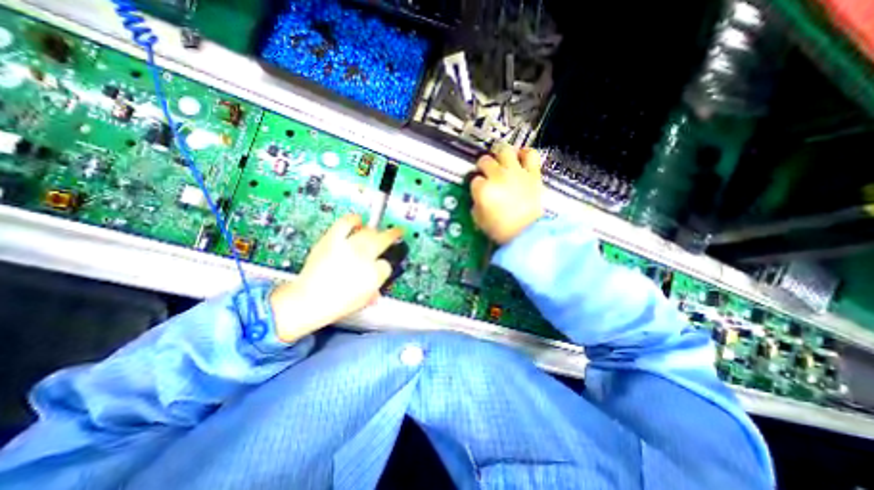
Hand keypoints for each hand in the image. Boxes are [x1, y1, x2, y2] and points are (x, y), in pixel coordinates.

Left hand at [271, 214, 401, 343]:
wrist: (307, 301)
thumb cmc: (335, 305)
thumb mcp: (361, 301)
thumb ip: (373, 291)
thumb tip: (376, 286)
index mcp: (374, 274)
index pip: (387, 264)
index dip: (385, 265)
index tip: (381, 266)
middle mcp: (365, 257)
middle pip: (384, 240)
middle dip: (393, 235)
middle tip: (397, 231)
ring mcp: (349, 246)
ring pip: (369, 232)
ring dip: (375, 230)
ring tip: (376, 230)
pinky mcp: (333, 239)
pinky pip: (346, 223)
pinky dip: (353, 220)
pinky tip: (357, 220)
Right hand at [471, 144, 539, 243]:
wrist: (528, 234)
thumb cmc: (503, 231)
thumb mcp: (480, 221)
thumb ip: (476, 205)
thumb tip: (478, 198)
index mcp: (483, 190)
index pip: (474, 180)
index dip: (475, 185)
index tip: (478, 189)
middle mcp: (498, 177)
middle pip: (485, 161)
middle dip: (483, 166)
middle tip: (485, 171)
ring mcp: (516, 173)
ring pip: (504, 151)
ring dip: (500, 154)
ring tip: (500, 159)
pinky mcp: (532, 174)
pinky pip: (530, 154)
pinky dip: (525, 153)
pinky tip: (521, 157)